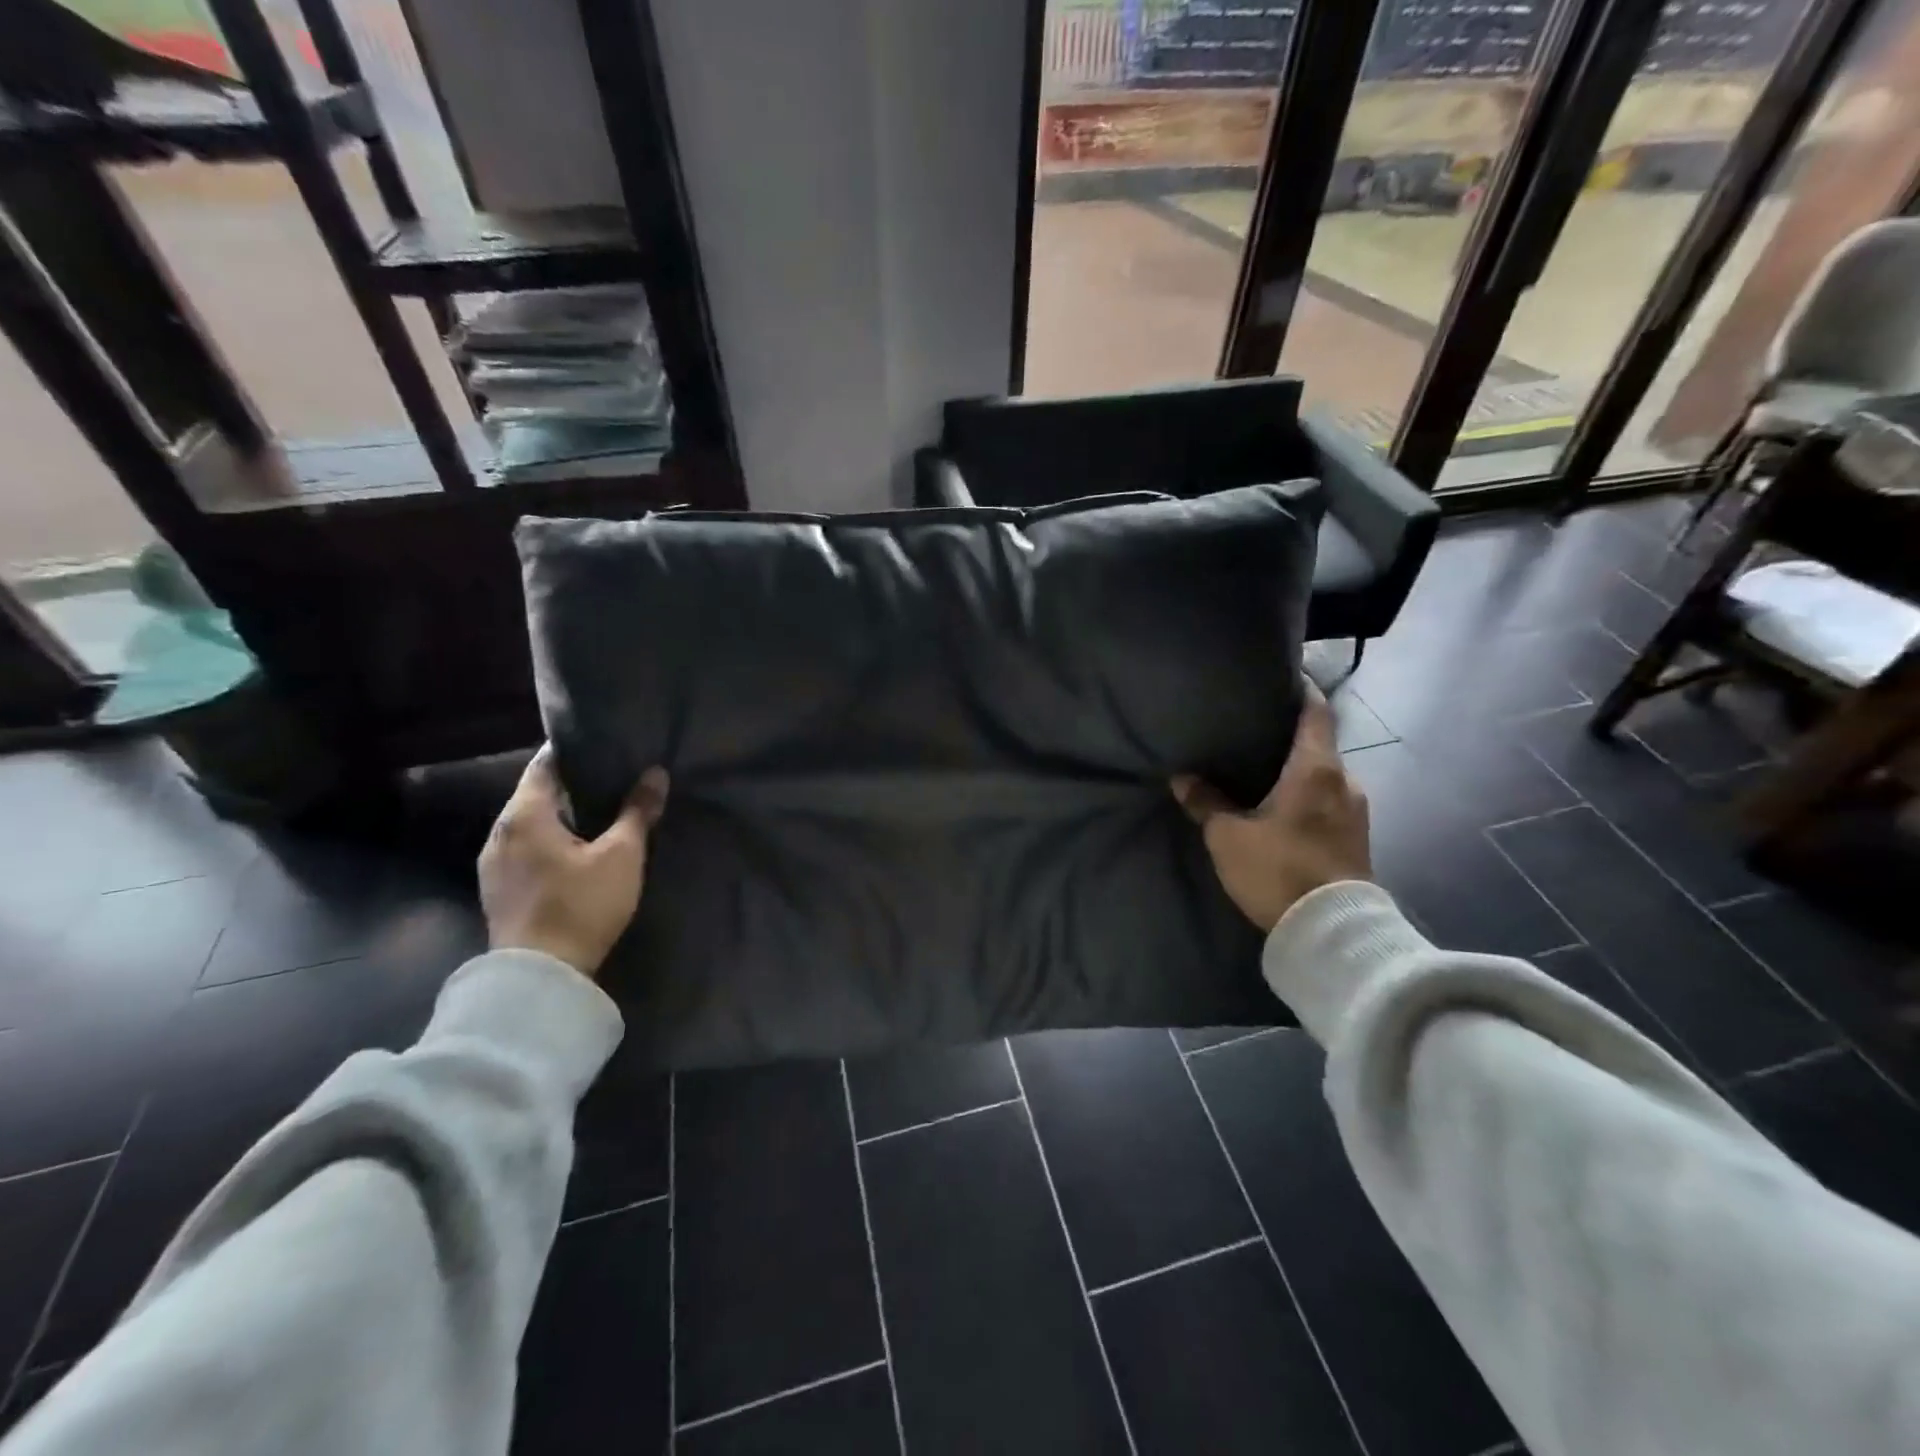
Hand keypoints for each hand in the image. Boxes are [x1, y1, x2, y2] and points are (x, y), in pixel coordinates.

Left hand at [479, 747, 669, 975]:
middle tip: (612, 779)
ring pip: (529, 823)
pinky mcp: (497, 889)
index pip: (545, 763)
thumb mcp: (622, 856)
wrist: (539, 977)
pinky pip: (525, 848)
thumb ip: (637, 812)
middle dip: (571, 784)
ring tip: (598, 814)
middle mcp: (499, 831)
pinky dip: (548, 840)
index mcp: (524, 814)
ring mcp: (492, 862)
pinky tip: (575, 851)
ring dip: (560, 815)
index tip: (605, 747)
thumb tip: (655, 773)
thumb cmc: (581, 905)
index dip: (575, 751)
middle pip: (536, 792)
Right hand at [1171, 683, 1370, 931]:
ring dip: (1300, 772)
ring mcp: (1357, 811)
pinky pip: (1330, 802)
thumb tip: (1183, 778)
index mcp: (1317, 767)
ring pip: (1325, 776)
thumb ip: (1206, 802)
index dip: (1300, 690)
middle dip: (1290, 738)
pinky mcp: (1358, 839)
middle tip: (1255, 735)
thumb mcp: (1228, 836)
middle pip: (1319, 744)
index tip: (1279, 679)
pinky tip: (1283, 809)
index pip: (1315, 710)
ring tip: (1265, 774)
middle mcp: (1346, 780)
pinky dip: (1309, 796)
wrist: (1331, 931)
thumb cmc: (1278, 868)